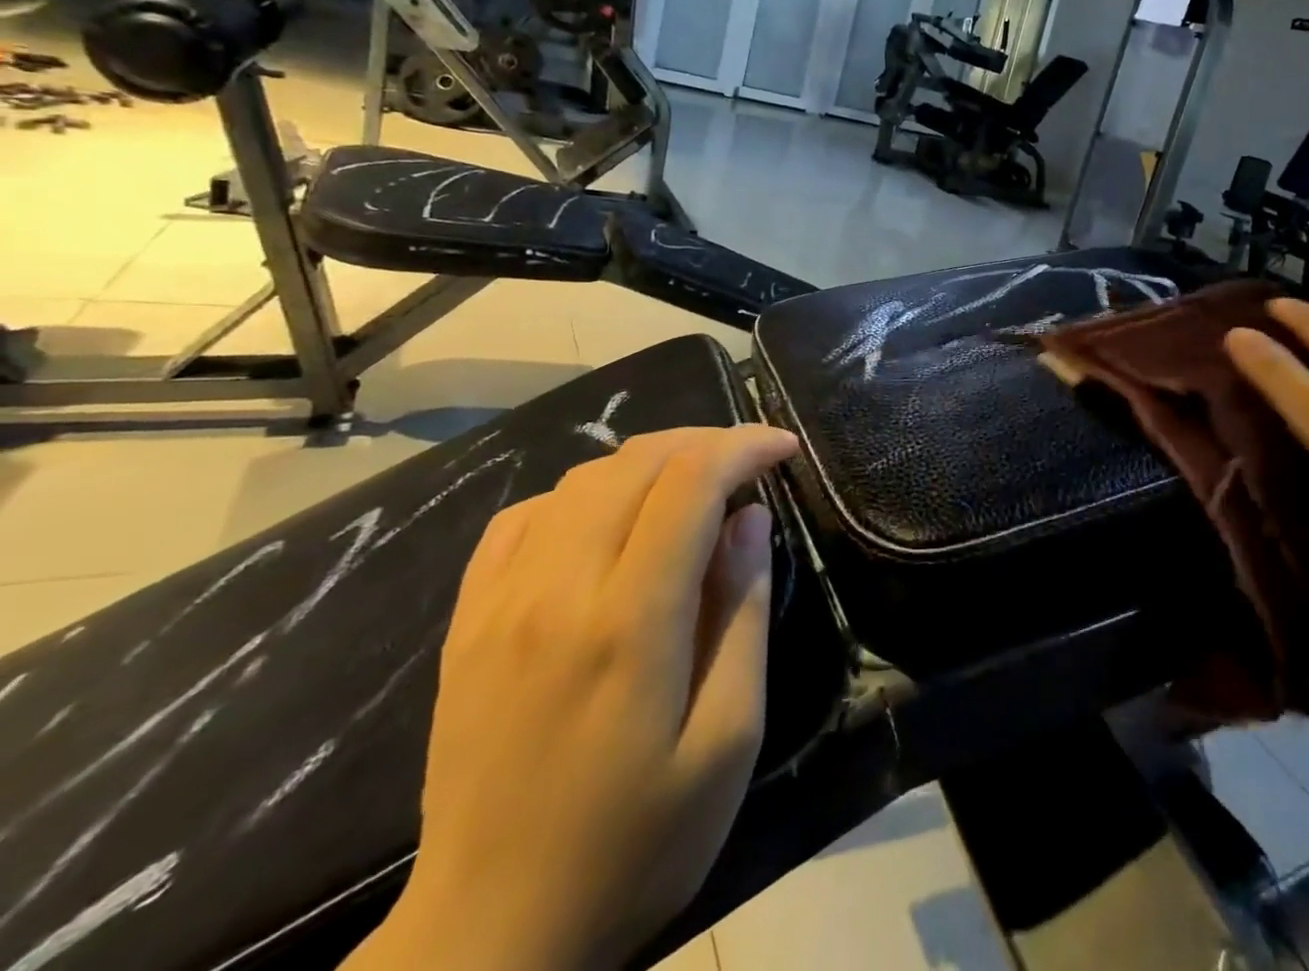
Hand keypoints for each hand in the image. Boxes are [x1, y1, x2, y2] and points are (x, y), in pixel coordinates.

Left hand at [357, 425, 799, 970]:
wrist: (489, 937)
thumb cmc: (635, 842)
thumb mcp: (727, 738)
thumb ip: (741, 613)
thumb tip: (751, 517)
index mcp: (629, 622)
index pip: (691, 482)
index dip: (744, 446)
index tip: (784, 448)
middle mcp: (558, 589)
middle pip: (636, 463)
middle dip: (704, 443)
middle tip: (748, 464)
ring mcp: (501, 601)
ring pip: (581, 478)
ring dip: (648, 462)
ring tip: (690, 486)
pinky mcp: (467, 620)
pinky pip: (522, 516)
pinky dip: (580, 494)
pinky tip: (607, 520)